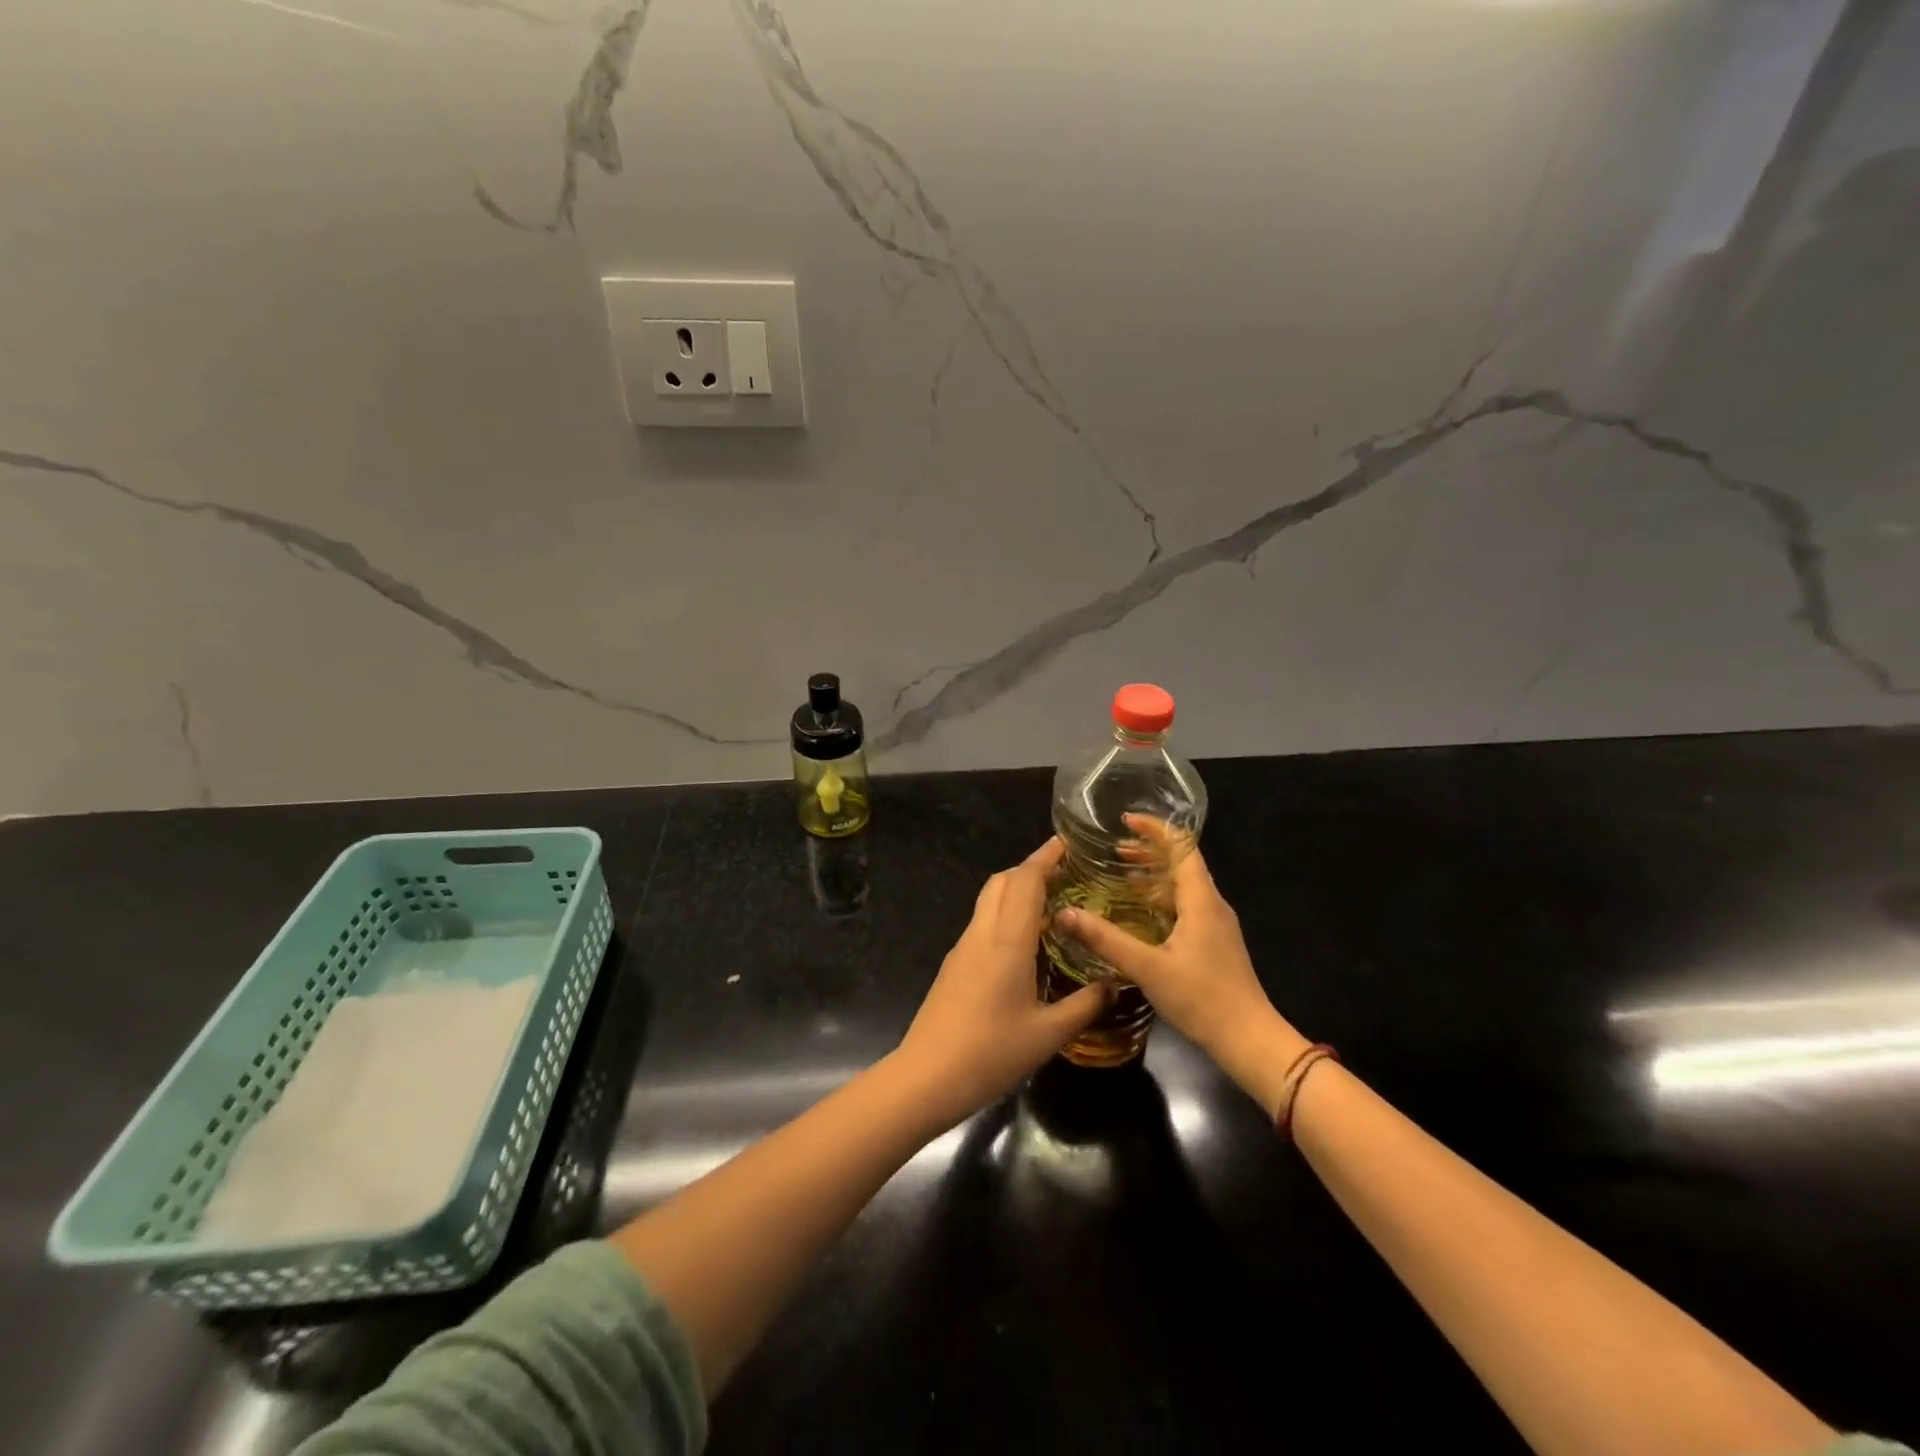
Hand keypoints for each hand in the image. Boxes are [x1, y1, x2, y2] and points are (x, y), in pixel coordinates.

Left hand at [895, 839, 1110, 1127]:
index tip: (1065, 843)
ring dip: (1015, 890)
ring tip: (1050, 904)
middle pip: (1002, 881)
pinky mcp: (953, 964)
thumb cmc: (991, 1052)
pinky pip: (982, 923)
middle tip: (1063, 874)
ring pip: (988, 900)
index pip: (1025, 881)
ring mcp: (963, 947)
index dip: (1045, 857)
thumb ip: (1084, 1005)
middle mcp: (982, 933)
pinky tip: (1024, 941)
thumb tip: (1114, 984)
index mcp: (1007, 941)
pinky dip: (1004, 914)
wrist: (927, 1076)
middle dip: (1030, 868)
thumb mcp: (1049, 1034)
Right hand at [1056, 818, 1309, 1111]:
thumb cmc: (1202, 998)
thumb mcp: (1147, 967)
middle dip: (1150, 850)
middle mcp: (1212, 905)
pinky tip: (1140, 914)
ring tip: (1121, 874)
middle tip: (1114, 848)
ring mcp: (1216, 925)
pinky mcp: (1214, 944)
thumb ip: (1105, 940)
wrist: (1249, 1040)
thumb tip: (1065, 913)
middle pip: (1182, 863)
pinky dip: (1161, 898)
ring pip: (1184, 886)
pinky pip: (1185, 906)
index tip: (1125, 821)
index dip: (1155, 829)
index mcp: (1201, 900)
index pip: (1182, 847)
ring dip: (1154, 875)